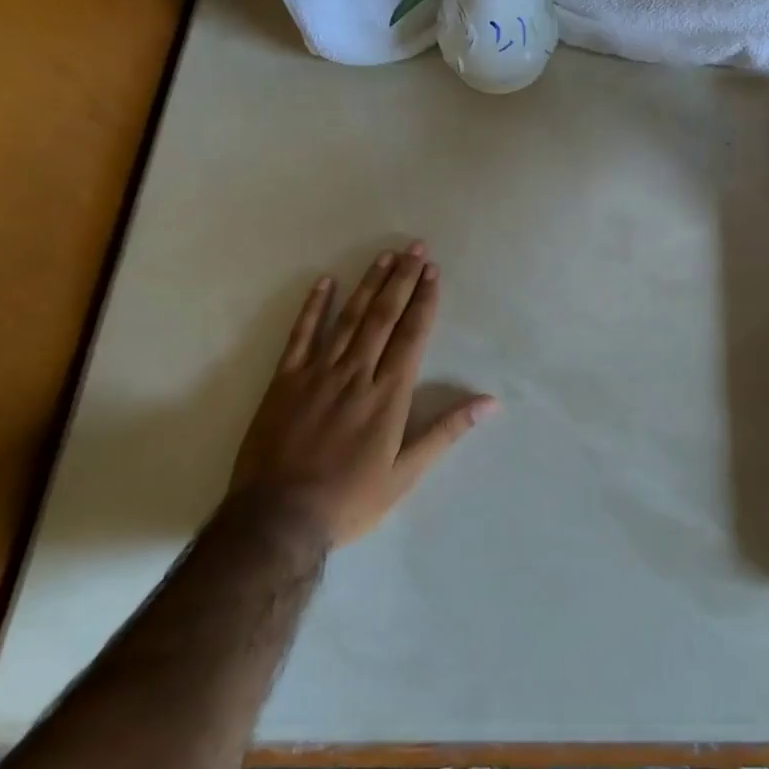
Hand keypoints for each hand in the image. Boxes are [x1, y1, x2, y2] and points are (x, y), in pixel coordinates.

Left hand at [228, 241, 497, 546]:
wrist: (278, 520)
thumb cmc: (350, 499)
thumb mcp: (406, 474)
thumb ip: (446, 431)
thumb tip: (491, 403)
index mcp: (389, 393)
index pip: (412, 334)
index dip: (424, 300)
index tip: (433, 271)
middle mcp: (357, 372)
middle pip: (384, 316)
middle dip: (402, 279)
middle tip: (415, 248)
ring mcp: (319, 373)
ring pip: (349, 318)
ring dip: (369, 284)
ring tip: (385, 256)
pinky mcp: (285, 381)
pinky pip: (301, 335)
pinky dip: (314, 307)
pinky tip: (325, 281)